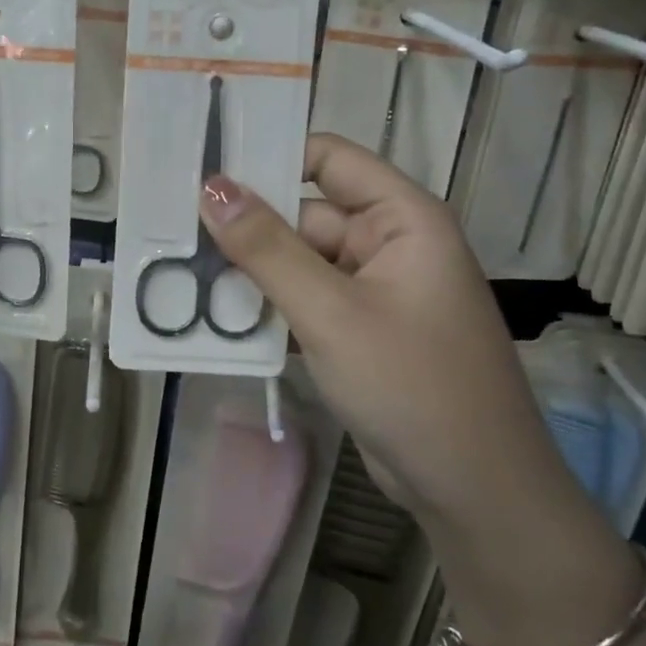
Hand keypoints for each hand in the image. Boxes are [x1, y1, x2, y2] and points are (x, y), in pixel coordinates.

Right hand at [200, 134, 568, 519]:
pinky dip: (268, 308)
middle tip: (171, 230)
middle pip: (305, 215)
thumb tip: (211, 186)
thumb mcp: (331, 313)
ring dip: (251, 272)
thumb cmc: (412, 385)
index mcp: (401, 218)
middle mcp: (389, 244)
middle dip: (247, 226)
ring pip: (299, 263)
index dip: (271, 154)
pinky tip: (215, 318)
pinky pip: (305, 302)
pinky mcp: (359, 331)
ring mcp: (373, 291)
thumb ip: (267, 248)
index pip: (329, 158)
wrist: (474, 491)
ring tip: (179, 269)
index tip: (205, 166)